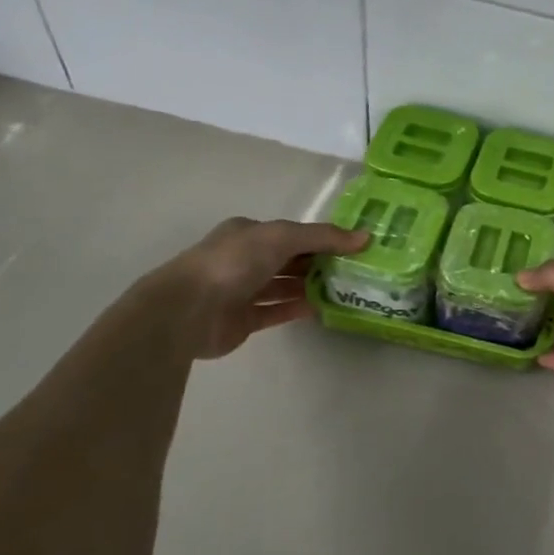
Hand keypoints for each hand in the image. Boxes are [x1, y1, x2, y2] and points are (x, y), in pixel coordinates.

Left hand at [150, 217, 368, 360]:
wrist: (188, 311)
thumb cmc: (234, 262)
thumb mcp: (283, 237)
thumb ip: (324, 237)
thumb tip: (366, 237)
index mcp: (249, 234)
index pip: (293, 233)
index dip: (323, 238)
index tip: (353, 246)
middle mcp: (245, 259)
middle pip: (290, 259)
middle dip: (320, 263)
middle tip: (357, 269)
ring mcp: (242, 291)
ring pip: (285, 286)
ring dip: (312, 286)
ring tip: (346, 289)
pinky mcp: (243, 320)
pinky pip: (277, 312)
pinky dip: (298, 309)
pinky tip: (324, 308)